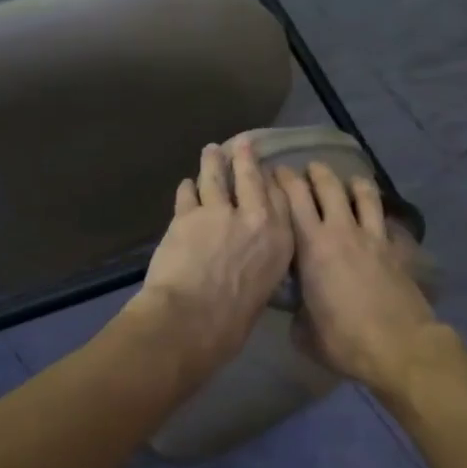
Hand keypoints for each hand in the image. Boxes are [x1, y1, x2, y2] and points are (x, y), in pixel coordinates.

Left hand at [128, 139, 294, 378]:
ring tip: (210, 150)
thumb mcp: (262, 292)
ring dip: (212, 162)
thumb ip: (259, 266)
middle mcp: (255, 218)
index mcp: (280, 241)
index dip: (271, 182)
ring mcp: (219, 212)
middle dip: (246, 158)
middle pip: (251, 178)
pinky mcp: (187, 214)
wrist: (191, 319)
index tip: (267, 173)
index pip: (280, 199)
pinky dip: (187, 188)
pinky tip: (186, 184)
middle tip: (242, 144)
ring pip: (216, 177)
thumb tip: (249, 263)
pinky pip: (188, 194)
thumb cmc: (231, 323)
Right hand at [275, 163, 442, 392]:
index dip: (282, 181)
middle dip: (314, 172)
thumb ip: (295, 310)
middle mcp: (341, 231)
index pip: (293, 199)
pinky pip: (384, 218)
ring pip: (362, 193)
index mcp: (311, 247)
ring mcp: (372, 237)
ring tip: (345, 180)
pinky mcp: (395, 249)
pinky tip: (372, 214)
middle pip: (327, 186)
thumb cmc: (343, 340)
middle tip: (305, 170)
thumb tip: (296, 305)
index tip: (273, 174)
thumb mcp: (303, 331)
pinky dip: (375, 209)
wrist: (399, 346)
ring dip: (350, 181)